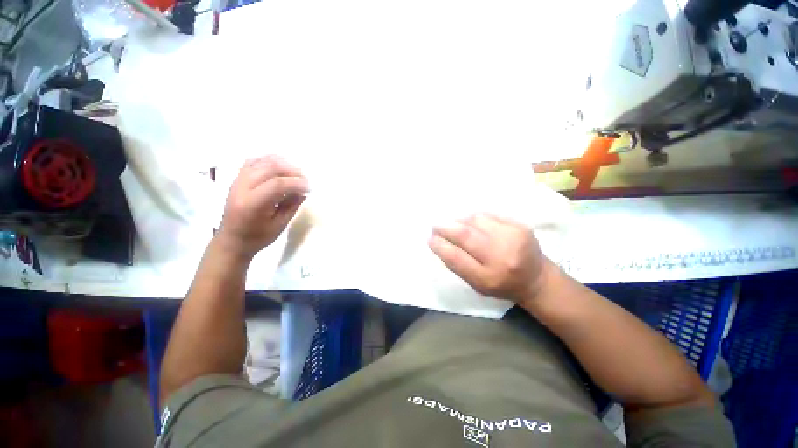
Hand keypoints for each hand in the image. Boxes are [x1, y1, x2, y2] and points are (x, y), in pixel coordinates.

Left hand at [217, 156, 308, 258]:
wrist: (232, 240)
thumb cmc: (257, 237)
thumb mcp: (279, 225)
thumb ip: (292, 205)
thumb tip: (303, 191)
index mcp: (252, 204)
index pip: (277, 184)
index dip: (296, 183)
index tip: (309, 187)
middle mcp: (242, 187)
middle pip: (270, 167)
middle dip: (292, 170)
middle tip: (305, 179)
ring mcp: (238, 180)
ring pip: (262, 161)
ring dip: (282, 163)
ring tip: (295, 172)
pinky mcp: (237, 178)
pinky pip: (253, 161)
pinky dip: (269, 160)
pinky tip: (280, 166)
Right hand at [429, 214, 554, 304]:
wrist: (536, 279)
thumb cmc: (502, 285)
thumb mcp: (476, 285)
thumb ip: (458, 266)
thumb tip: (440, 243)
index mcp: (487, 278)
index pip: (455, 258)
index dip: (439, 245)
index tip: (430, 238)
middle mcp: (501, 257)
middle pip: (465, 235)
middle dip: (445, 228)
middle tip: (435, 225)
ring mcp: (512, 238)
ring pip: (476, 220)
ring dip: (459, 220)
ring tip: (453, 223)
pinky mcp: (520, 226)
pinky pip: (489, 215)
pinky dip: (475, 217)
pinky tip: (470, 221)